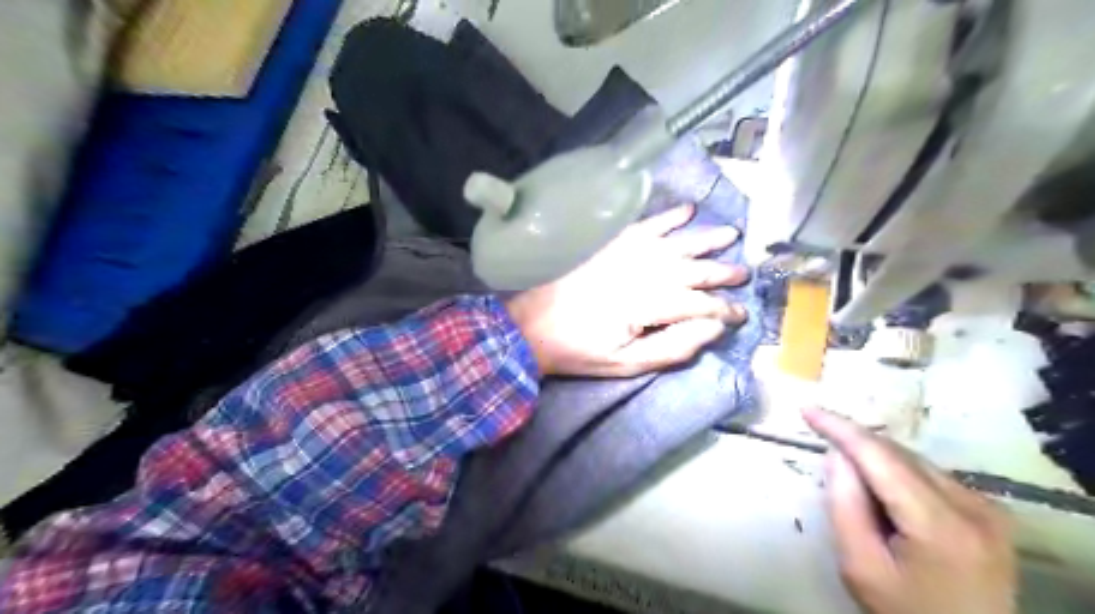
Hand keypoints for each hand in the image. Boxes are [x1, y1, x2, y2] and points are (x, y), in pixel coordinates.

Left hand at [507, 204, 747, 379]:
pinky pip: (646, 224)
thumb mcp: (626, 364)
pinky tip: (686, 210)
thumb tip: (713, 329)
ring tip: (731, 233)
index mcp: (649, 305)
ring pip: (677, 243)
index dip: (724, 309)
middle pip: (693, 269)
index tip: (741, 313)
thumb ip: (673, 347)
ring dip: (706, 238)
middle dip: (722, 272)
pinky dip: (668, 216)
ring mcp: (626, 253)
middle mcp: (643, 272)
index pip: (699, 305)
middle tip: (744, 272)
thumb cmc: (579, 350)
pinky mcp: (610, 243)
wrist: (531, 325)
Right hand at [801, 408, 1017, 612]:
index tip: (807, 409)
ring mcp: (988, 509)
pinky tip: (883, 495)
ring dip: (876, 460)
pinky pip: (929, 475)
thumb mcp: (860, 567)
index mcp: (941, 525)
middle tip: (822, 446)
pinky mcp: (990, 513)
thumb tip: (837, 455)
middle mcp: (974, 507)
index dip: (841, 428)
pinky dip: (897, 474)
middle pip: (899, 455)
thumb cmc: (905, 612)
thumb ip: (844, 506)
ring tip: (853, 483)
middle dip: (856, 445)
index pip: (881, 457)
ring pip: (914, 461)